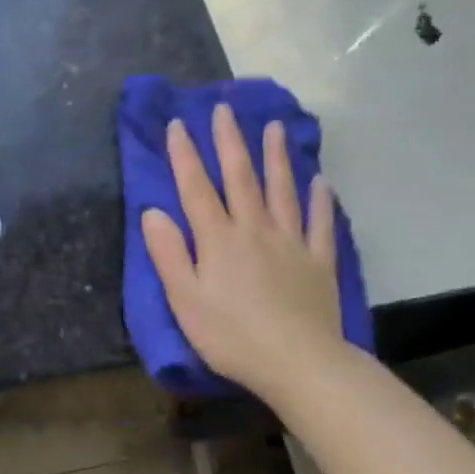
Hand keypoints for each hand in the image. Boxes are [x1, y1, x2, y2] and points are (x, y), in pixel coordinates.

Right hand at [142, 103, 343, 397]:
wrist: (299, 364)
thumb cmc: (231, 336)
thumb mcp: (185, 299)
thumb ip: (169, 253)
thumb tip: (152, 211)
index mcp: (218, 240)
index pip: (197, 188)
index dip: (185, 155)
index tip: (178, 124)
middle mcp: (254, 230)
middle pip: (241, 178)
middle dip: (230, 141)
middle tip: (225, 109)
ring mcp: (291, 243)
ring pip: (283, 191)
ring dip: (276, 157)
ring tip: (273, 128)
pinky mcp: (319, 262)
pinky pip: (321, 224)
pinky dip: (321, 201)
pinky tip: (322, 182)